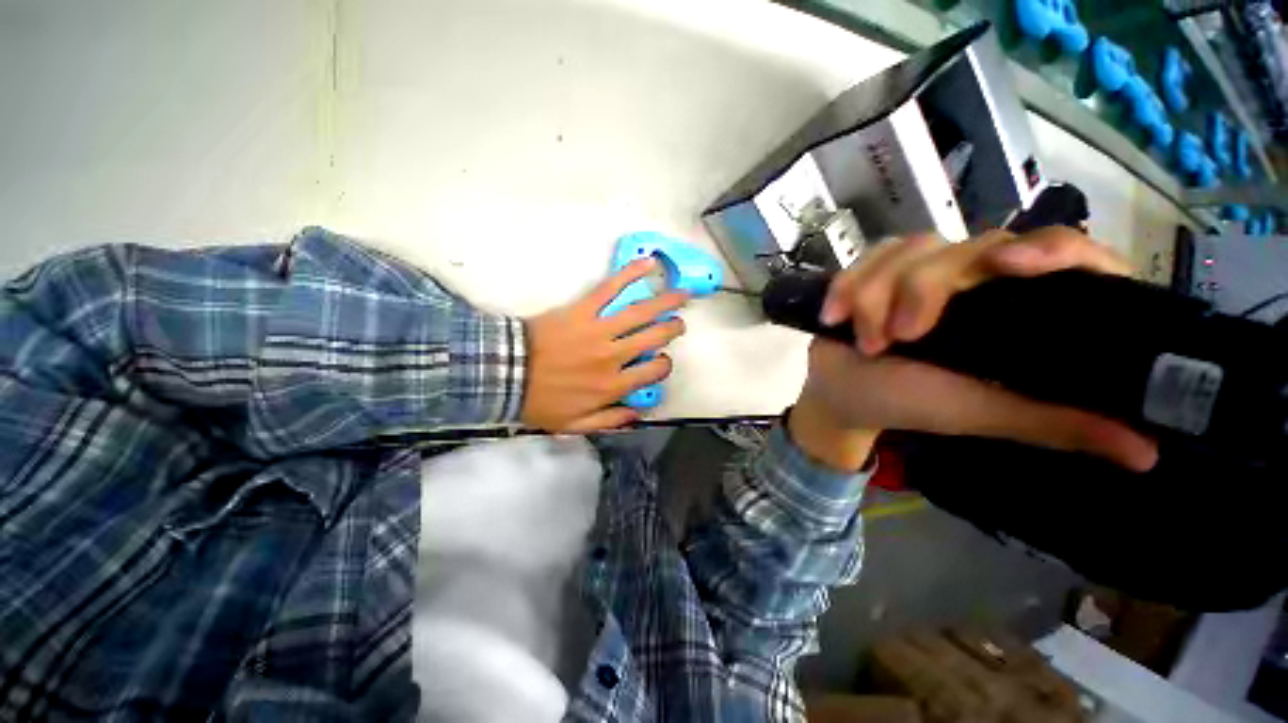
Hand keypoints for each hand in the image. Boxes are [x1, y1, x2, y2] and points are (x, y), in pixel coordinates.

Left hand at [522, 258, 687, 431]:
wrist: (505, 374)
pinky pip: (610, 289)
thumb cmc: (541, 401)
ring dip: (666, 302)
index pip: (654, 371)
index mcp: (613, 385)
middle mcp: (614, 356)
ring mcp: (600, 330)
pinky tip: (648, 264)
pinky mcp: (584, 310)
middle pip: (654, 338)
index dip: (664, 365)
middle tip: (678, 323)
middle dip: (672, 329)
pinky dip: (630, 274)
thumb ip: (610, 419)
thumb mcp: (575, 424)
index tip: (662, 361)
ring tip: (681, 294)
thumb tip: (639, 412)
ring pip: (641, 313)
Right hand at [790, 227, 1158, 472]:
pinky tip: (834, 316)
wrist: (842, 395)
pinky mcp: (875, 271)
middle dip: (921, 290)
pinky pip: (866, 258)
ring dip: (874, 297)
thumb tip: (1148, 451)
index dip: (1049, 248)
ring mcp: (921, 270)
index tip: (1012, 266)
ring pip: (909, 249)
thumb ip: (1052, 422)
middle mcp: (976, 278)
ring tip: (864, 342)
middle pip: (967, 247)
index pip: (1061, 252)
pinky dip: (846, 287)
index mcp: (1015, 308)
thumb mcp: (981, 412)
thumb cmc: (911, 403)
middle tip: (897, 339)